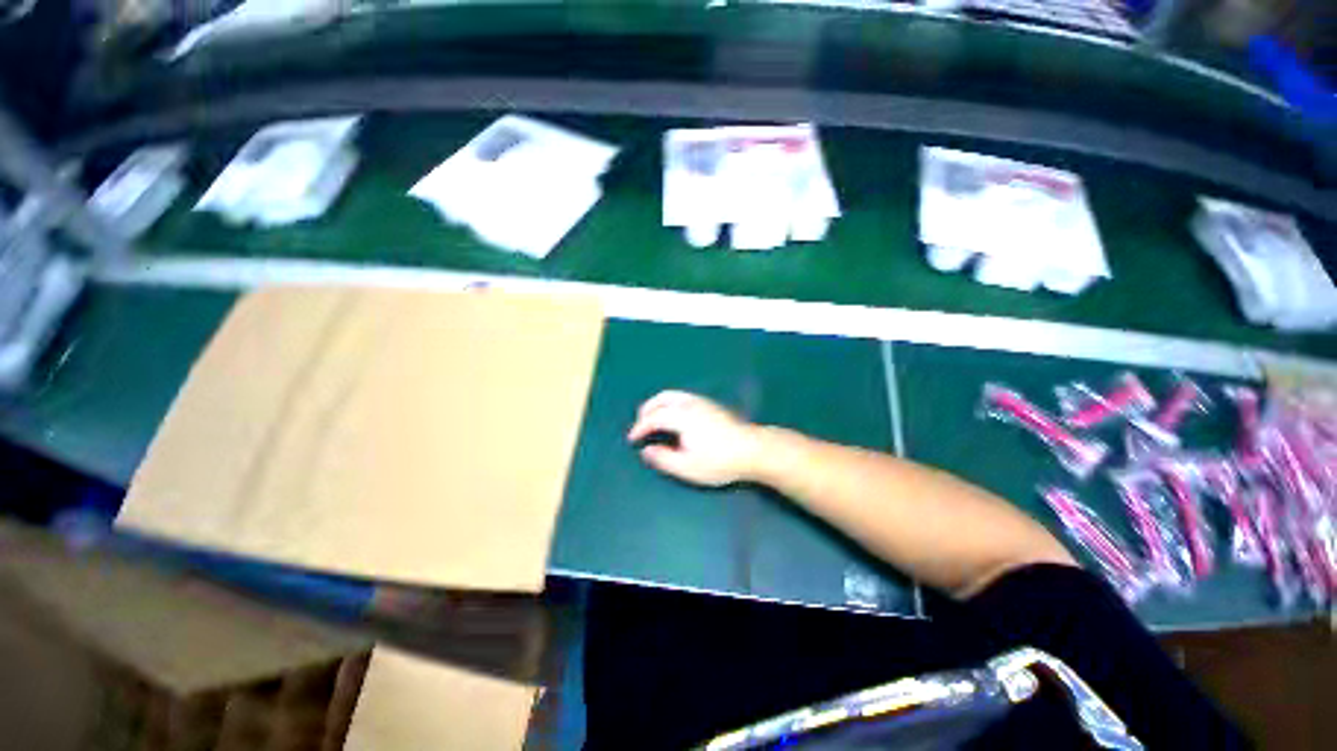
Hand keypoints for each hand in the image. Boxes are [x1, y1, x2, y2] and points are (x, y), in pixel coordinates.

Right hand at [626, 391, 762, 486]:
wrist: (754, 449)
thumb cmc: (720, 461)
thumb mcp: (688, 467)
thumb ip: (663, 459)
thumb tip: (647, 450)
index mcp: (682, 416)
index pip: (654, 417)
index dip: (640, 427)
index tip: (632, 440)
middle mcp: (690, 403)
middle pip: (662, 398)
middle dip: (647, 411)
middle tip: (640, 426)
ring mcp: (702, 401)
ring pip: (673, 395)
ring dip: (658, 405)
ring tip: (653, 420)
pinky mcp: (710, 404)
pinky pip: (682, 397)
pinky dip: (670, 404)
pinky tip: (674, 418)